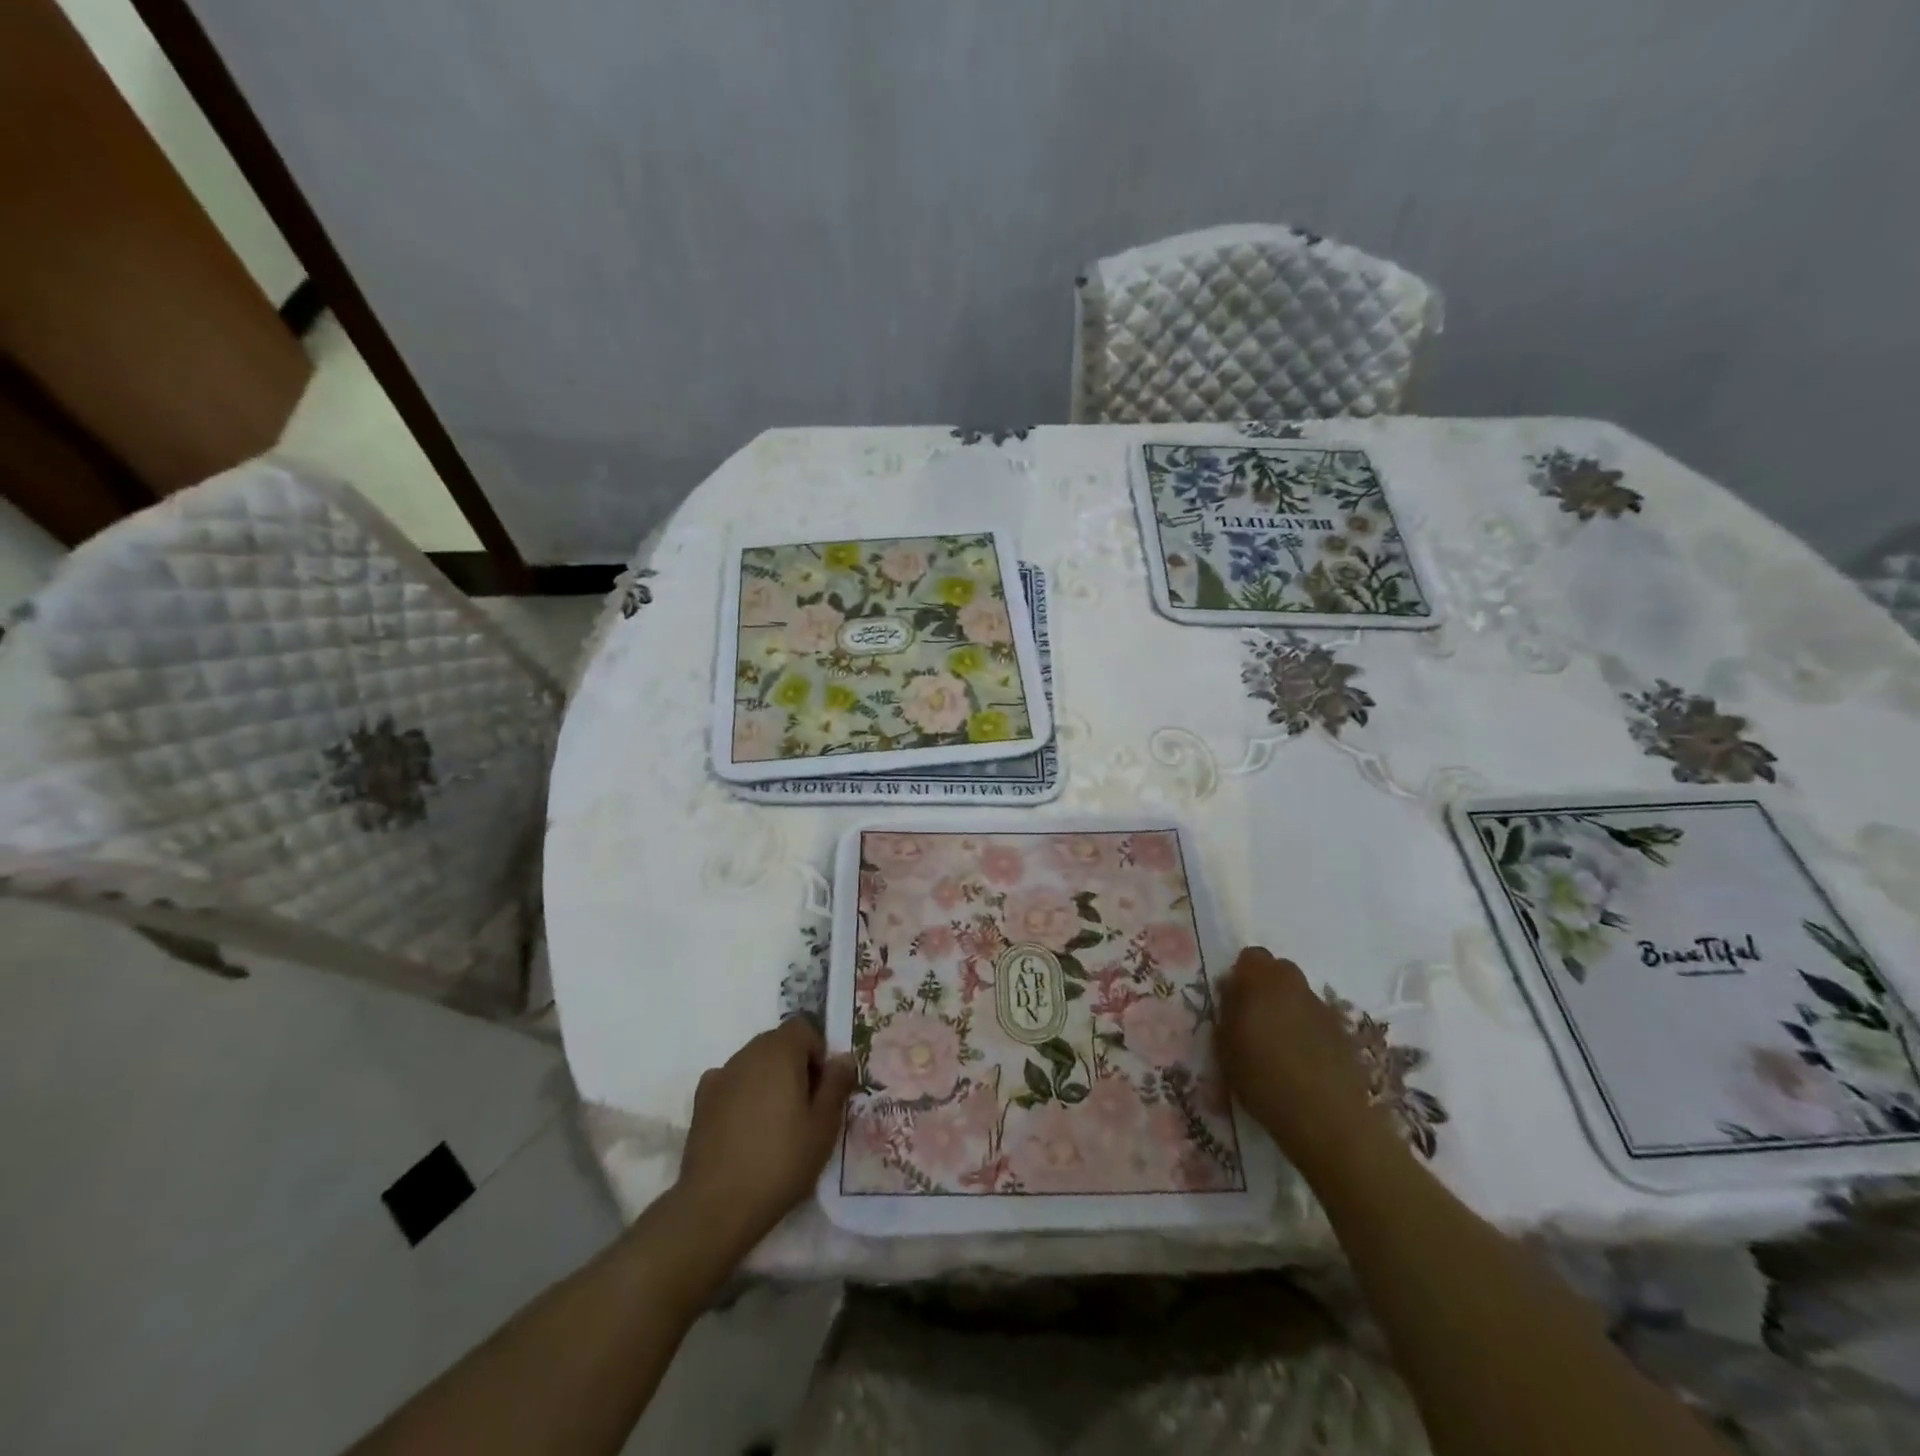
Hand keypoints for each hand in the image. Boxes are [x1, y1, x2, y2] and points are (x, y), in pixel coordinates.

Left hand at [675, 1020, 855, 1256]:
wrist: (717, 1204)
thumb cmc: (781, 1161)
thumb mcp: (824, 1126)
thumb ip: (836, 1084)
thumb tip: (844, 1058)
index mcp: (780, 1052)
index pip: (803, 1028)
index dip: (817, 1052)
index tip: (821, 1088)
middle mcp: (748, 1054)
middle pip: (777, 1043)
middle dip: (794, 1064)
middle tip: (804, 1107)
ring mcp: (721, 1076)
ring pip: (753, 1063)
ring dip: (768, 1079)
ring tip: (775, 1123)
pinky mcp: (701, 1102)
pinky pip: (730, 1084)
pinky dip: (741, 1094)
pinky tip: (745, 1127)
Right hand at [1217, 947, 1400, 1183]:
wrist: (1328, 1118)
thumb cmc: (1263, 1079)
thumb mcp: (1225, 1047)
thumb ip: (1227, 1011)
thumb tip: (1232, 992)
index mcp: (1261, 982)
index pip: (1250, 957)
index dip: (1241, 975)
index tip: (1234, 1002)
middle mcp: (1295, 986)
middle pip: (1278, 971)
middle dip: (1266, 987)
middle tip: (1254, 1020)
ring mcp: (1324, 1008)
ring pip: (1300, 996)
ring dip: (1289, 1009)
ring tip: (1280, 1046)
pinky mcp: (1345, 1033)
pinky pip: (1319, 1020)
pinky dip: (1309, 1032)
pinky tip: (1304, 1062)